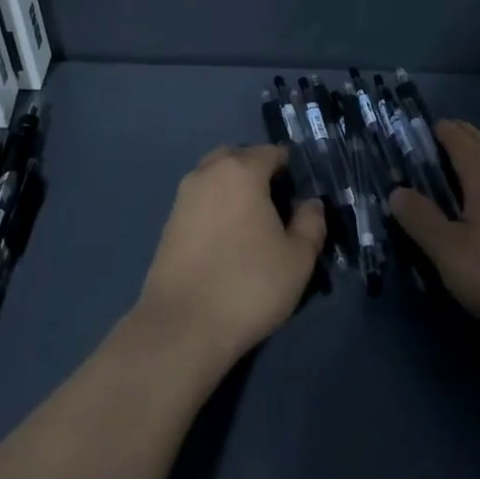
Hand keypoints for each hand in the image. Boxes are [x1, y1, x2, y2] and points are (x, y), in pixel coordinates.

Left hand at [133, 144, 326, 375]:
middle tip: (277, 205)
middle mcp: (208, 172)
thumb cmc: (248, 285)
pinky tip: (227, 240)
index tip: (302, 195)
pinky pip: (200, 201)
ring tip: (252, 225)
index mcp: (241, 170)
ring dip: (234, 189)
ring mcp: (183, 196)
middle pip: (238, 158)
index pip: (272, 152)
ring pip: (215, 178)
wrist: (182, 326)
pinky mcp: (168, 222)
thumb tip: (310, 203)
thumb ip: (311, 223)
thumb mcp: (298, 258)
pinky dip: (216, 209)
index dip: (291, 169)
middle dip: (258, 172)